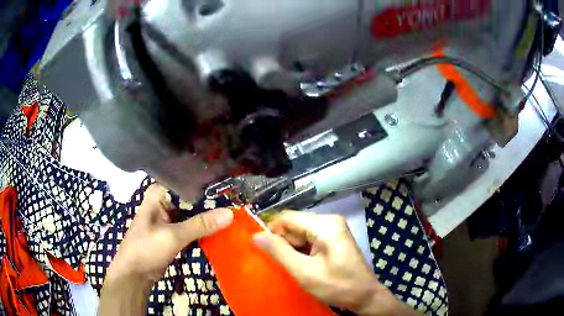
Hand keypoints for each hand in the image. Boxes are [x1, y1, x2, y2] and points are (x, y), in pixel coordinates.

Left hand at [99, 184, 232, 314]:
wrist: (135, 273)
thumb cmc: (146, 248)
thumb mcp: (173, 236)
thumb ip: (200, 225)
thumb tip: (230, 214)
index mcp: (159, 193)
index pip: (187, 181)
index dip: (208, 183)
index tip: (231, 185)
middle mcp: (165, 201)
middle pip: (192, 197)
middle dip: (212, 201)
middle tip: (238, 201)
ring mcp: (170, 217)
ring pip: (194, 213)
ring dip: (210, 216)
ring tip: (236, 212)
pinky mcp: (174, 232)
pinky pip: (193, 226)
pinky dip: (205, 229)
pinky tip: (223, 227)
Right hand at [253, 211, 418, 315]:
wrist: (364, 296)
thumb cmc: (336, 285)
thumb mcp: (304, 272)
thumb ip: (279, 252)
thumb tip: (255, 236)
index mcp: (326, 224)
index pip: (288, 217)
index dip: (272, 231)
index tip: (262, 249)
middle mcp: (330, 221)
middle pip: (295, 224)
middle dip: (284, 242)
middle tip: (280, 263)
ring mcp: (333, 229)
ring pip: (301, 232)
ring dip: (292, 248)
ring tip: (292, 266)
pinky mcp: (334, 238)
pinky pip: (310, 238)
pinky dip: (301, 250)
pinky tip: (302, 264)